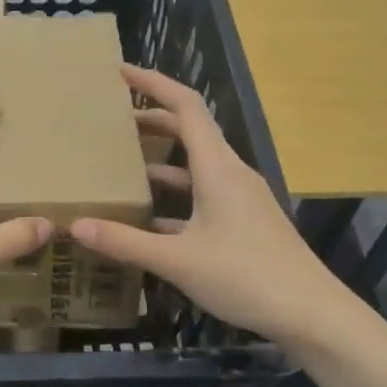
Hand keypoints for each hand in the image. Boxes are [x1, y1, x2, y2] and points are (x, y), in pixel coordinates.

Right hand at [70, 66, 359, 351]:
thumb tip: (76, 225)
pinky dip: (175, 197)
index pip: (186, 106)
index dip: (153, 84)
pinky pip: (203, 195)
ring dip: (161, 162)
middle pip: (189, 132)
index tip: (119, 74)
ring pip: (196, 167)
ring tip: (120, 166)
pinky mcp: (244, 222)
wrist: (310, 313)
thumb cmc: (245, 277)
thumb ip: (125, 242)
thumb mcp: (177, 261)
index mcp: (218, 168)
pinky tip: (149, 219)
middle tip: (110, 122)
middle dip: (151, 121)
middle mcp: (231, 174)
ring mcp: (241, 198)